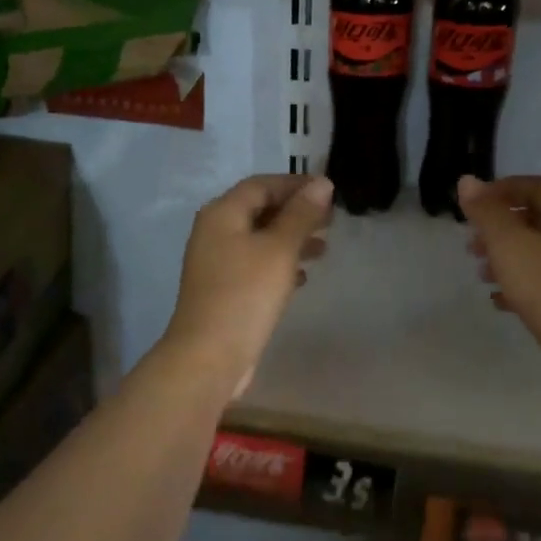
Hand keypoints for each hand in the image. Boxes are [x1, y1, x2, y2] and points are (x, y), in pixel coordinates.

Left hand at [165, 174, 332, 395]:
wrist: (209, 357)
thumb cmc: (246, 294)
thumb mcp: (279, 249)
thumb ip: (301, 215)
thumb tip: (322, 183)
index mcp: (222, 214)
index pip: (261, 185)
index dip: (295, 184)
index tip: (329, 192)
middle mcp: (214, 232)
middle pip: (259, 210)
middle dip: (295, 212)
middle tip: (331, 220)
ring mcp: (216, 263)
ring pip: (259, 239)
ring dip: (291, 239)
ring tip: (324, 248)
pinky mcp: (224, 290)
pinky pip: (255, 265)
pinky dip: (279, 264)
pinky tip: (302, 277)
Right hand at [457, 175, 540, 406]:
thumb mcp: (509, 245)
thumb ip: (486, 212)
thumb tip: (468, 181)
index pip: (533, 186)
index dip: (498, 191)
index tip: (470, 209)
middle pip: (536, 218)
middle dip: (499, 229)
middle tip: (472, 247)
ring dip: (508, 257)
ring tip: (483, 276)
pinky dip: (524, 282)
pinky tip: (502, 302)